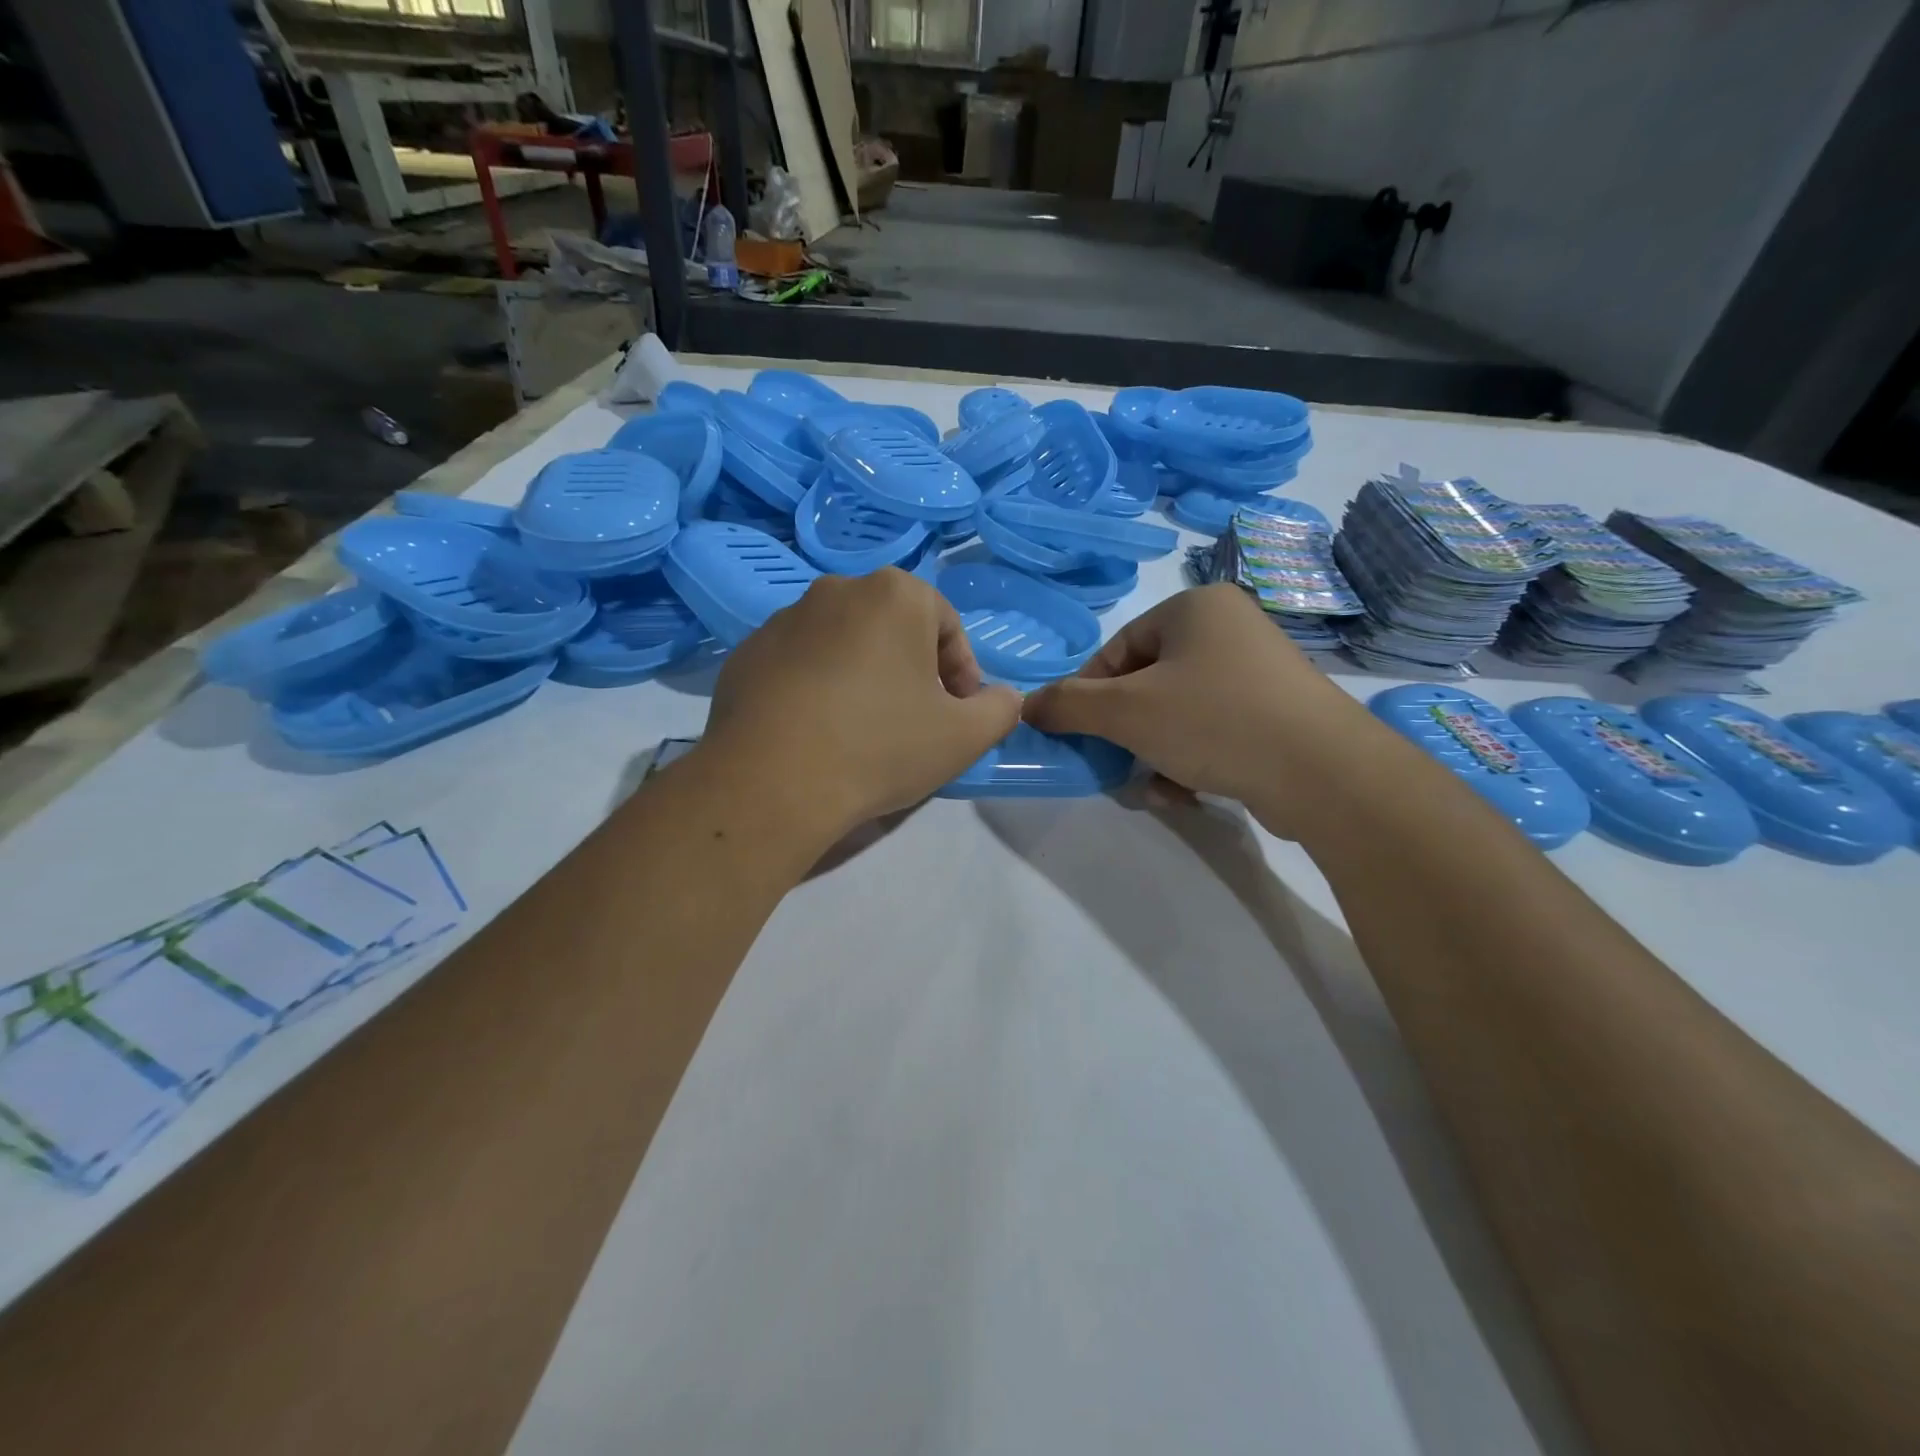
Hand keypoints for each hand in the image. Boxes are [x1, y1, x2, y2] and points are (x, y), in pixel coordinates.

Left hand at [700, 568, 1022, 840]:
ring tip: (862, 730)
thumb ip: (1000, 709)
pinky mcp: (746, 653)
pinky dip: (817, 687)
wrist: (771, 782)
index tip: (958, 715)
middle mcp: (837, 589)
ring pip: (844, 644)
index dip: (962, 672)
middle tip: (915, 721)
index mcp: (895, 594)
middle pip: (894, 629)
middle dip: (913, 670)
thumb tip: (1003, 698)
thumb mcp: (964, 737)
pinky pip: (800, 664)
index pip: (947, 625)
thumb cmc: (880, 747)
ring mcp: (784, 619)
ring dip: (864, 676)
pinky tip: (817, 733)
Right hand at [1022, 584, 1389, 837]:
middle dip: (1126, 732)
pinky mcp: (1277, 712)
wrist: (1322, 772)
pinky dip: (1191, 759)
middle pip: (1147, 682)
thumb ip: (1068, 705)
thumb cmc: (1213, 721)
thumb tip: (1027, 706)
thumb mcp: (1125, 712)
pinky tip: (1187, 793)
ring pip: (1178, 711)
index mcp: (1195, 608)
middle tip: (1115, 764)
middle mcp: (1230, 628)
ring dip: (1155, 752)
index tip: (1079, 734)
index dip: (1088, 694)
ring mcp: (1259, 671)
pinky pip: (1213, 729)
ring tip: (1156, 788)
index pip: (1117, 648)